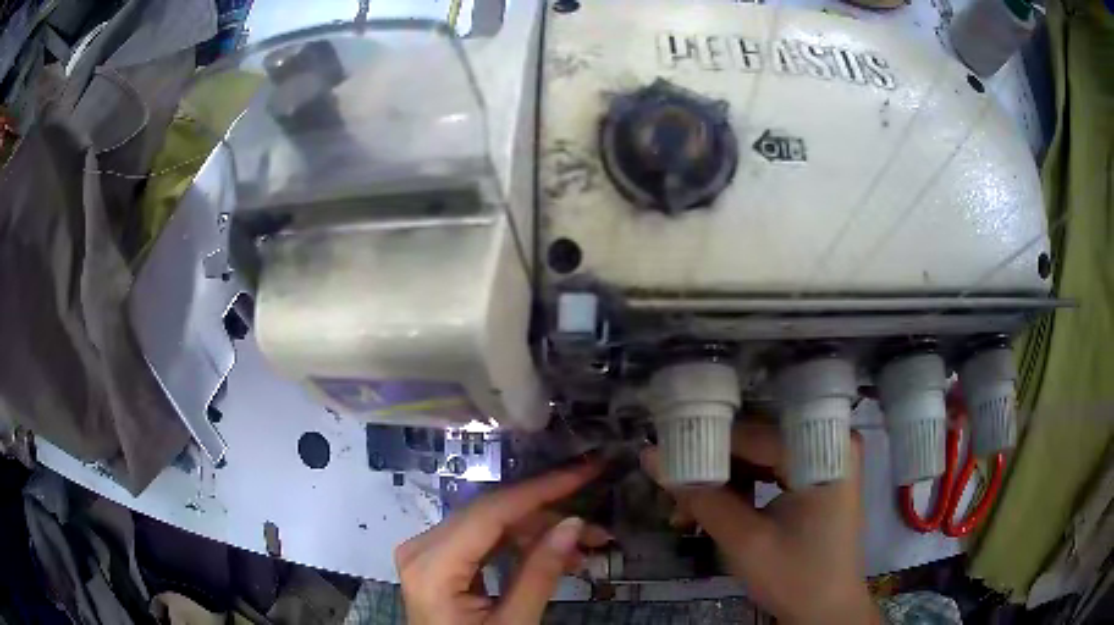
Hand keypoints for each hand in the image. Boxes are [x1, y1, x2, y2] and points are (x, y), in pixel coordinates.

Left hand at [395, 462, 606, 624]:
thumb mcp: (513, 623)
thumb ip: (540, 574)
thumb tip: (574, 524)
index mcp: (432, 566)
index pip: (490, 513)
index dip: (541, 489)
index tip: (584, 471)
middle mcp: (421, 547)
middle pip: (491, 515)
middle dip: (547, 515)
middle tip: (596, 525)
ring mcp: (426, 552)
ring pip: (490, 525)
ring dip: (538, 532)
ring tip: (586, 547)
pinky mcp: (437, 560)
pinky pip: (483, 541)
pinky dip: (519, 545)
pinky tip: (555, 555)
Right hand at [642, 423, 880, 624]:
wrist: (827, 612)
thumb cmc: (796, 577)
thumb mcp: (745, 541)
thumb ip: (700, 497)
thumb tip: (650, 456)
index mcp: (825, 447)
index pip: (753, 433)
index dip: (703, 443)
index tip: (661, 453)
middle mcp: (831, 440)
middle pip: (758, 440)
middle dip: (712, 467)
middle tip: (670, 487)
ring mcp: (826, 458)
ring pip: (762, 455)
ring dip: (723, 481)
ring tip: (685, 508)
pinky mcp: (818, 477)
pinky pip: (773, 470)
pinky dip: (743, 489)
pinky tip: (713, 509)